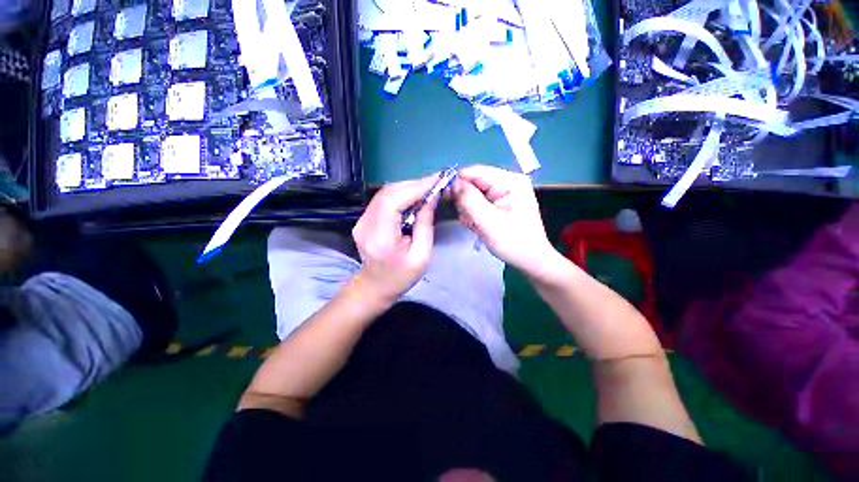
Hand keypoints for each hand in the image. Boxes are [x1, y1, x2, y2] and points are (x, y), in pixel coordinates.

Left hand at [352, 176, 437, 304]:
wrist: (375, 287)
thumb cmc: (401, 277)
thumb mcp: (422, 255)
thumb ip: (426, 225)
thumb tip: (431, 198)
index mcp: (381, 237)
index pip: (394, 201)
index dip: (416, 188)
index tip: (436, 180)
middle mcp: (366, 224)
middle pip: (388, 193)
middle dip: (414, 185)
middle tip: (435, 183)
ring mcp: (361, 221)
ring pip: (385, 193)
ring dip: (407, 188)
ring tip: (427, 188)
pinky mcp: (363, 220)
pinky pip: (382, 200)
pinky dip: (400, 194)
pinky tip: (413, 197)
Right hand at [452, 165, 556, 275]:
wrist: (530, 261)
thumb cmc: (513, 242)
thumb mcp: (488, 221)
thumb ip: (469, 200)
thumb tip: (452, 183)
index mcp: (509, 181)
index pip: (475, 171)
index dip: (457, 183)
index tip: (445, 199)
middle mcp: (507, 182)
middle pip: (473, 182)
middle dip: (465, 201)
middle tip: (467, 219)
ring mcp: (503, 193)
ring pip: (473, 194)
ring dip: (468, 210)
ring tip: (475, 225)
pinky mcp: (499, 203)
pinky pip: (478, 202)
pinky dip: (473, 214)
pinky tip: (478, 226)